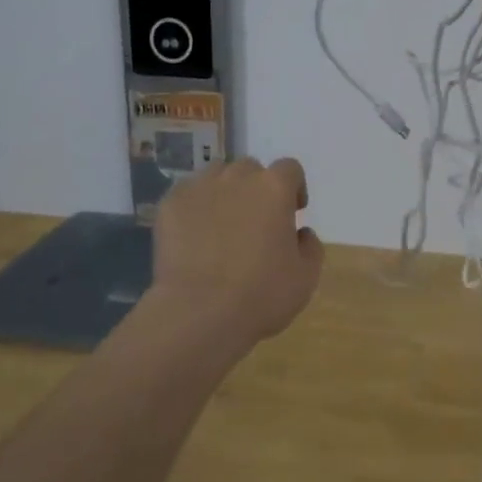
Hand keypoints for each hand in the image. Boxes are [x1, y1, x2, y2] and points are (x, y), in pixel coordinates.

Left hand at [149, 158, 324, 349]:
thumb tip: (302, 233)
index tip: (292, 212)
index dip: (294, 188)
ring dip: (225, 192)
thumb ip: (311, 246)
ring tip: (222, 224)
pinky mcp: (170, 204)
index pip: (290, 168)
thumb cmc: (261, 295)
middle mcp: (237, 177)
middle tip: (255, 221)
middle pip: (251, 169)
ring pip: (217, 176)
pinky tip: (194, 235)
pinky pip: (188, 194)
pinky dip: (195, 207)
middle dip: (257, 189)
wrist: (199, 312)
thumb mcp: (306, 277)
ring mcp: (200, 187)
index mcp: (274, 188)